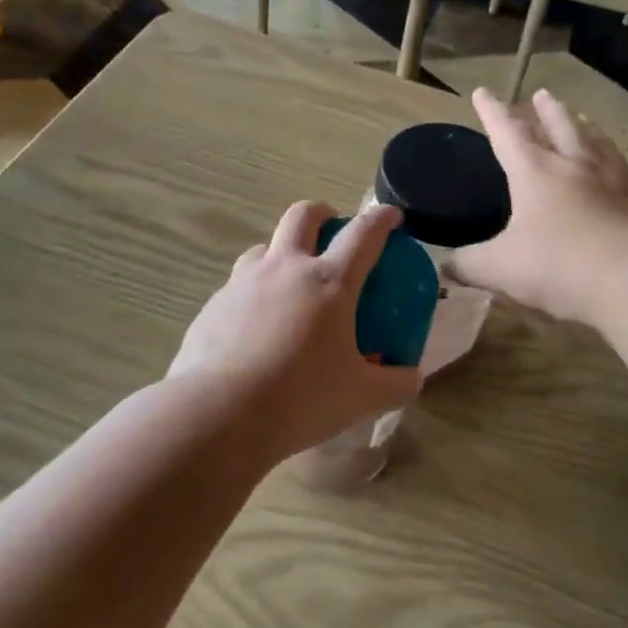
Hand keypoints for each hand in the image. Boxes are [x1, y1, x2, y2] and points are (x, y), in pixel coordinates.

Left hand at [170, 201, 421, 460]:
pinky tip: (256, 326)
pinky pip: (238, 284)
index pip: (363, 234)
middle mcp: (286, 268)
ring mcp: (244, 282)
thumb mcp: (361, 398)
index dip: (381, 219)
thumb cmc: (300, 399)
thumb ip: (395, 384)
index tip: (391, 215)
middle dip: (322, 213)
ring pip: (265, 246)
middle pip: (303, 216)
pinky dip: (254, 291)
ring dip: (283, 251)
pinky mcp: (214, 304)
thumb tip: (413, 378)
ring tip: (290, 280)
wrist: (217, 414)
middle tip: (332, 228)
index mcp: (329, 282)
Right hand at [450, 88, 627, 327]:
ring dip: (587, 129)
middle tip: (543, 95)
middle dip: (547, 112)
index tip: (483, 92)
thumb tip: (446, 265)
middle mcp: (576, 170)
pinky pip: (626, 182)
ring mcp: (614, 186)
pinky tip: (621, 180)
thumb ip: (469, 264)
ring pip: (598, 147)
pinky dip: (617, 173)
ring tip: (584, 119)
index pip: (508, 134)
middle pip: (561, 129)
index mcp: (536, 174)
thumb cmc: (558, 265)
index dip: (493, 113)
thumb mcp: (499, 268)